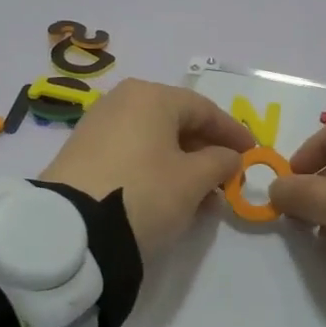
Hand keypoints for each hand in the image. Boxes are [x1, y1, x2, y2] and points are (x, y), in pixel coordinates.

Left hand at [39, 79, 254, 256]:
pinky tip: (168, 195)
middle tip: (227, 177)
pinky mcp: (81, 153)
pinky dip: (155, 169)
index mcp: (152, 97)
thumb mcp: (193, 180)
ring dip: (182, 163)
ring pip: (154, 139)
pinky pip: (132, 153)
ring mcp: (98, 126)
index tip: (253, 153)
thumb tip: (228, 156)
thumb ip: (220, 162)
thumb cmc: (144, 193)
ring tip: (201, 193)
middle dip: (206, 149)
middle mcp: (122, 101)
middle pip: (177, 122)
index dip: (232, 132)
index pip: (204, 109)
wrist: (73, 229)